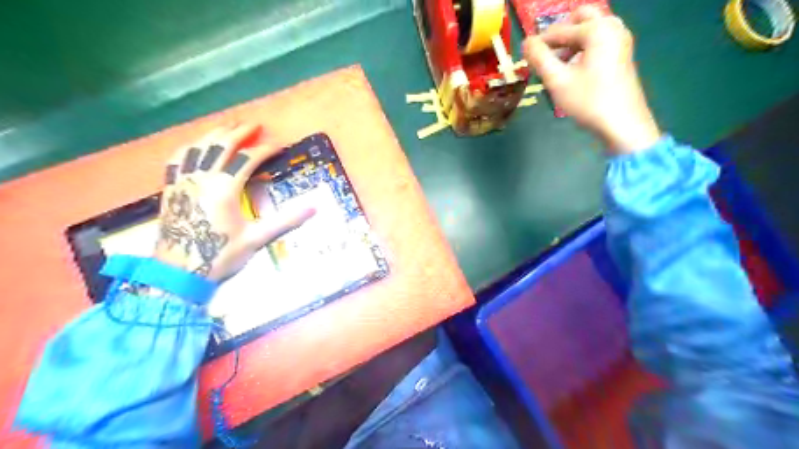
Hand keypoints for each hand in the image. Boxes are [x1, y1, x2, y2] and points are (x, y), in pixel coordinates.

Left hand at [154, 123, 315, 279]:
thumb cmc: (220, 255)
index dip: (265, 150)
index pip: (247, 159)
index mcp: (224, 188)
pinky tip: (194, 146)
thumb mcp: (257, 239)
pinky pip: (177, 160)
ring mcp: (183, 181)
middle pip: (220, 145)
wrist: (178, 273)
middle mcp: (202, 178)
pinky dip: (189, 148)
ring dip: (214, 134)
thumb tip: (314, 208)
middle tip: (254, 125)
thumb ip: (286, 220)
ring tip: (227, 127)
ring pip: (197, 147)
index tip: (278, 146)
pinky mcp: (171, 189)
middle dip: (238, 132)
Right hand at [521, 5, 659, 153]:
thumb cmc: (589, 101)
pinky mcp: (622, 55)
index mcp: (597, 29)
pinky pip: (597, 42)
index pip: (559, 30)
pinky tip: (572, 72)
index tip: (524, 56)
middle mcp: (612, 27)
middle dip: (559, 35)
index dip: (539, 43)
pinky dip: (582, 50)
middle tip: (545, 56)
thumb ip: (539, 58)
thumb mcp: (558, 80)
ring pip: (589, 31)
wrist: (622, 124)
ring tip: (555, 68)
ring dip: (570, 43)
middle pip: (579, 19)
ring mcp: (620, 40)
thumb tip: (526, 42)